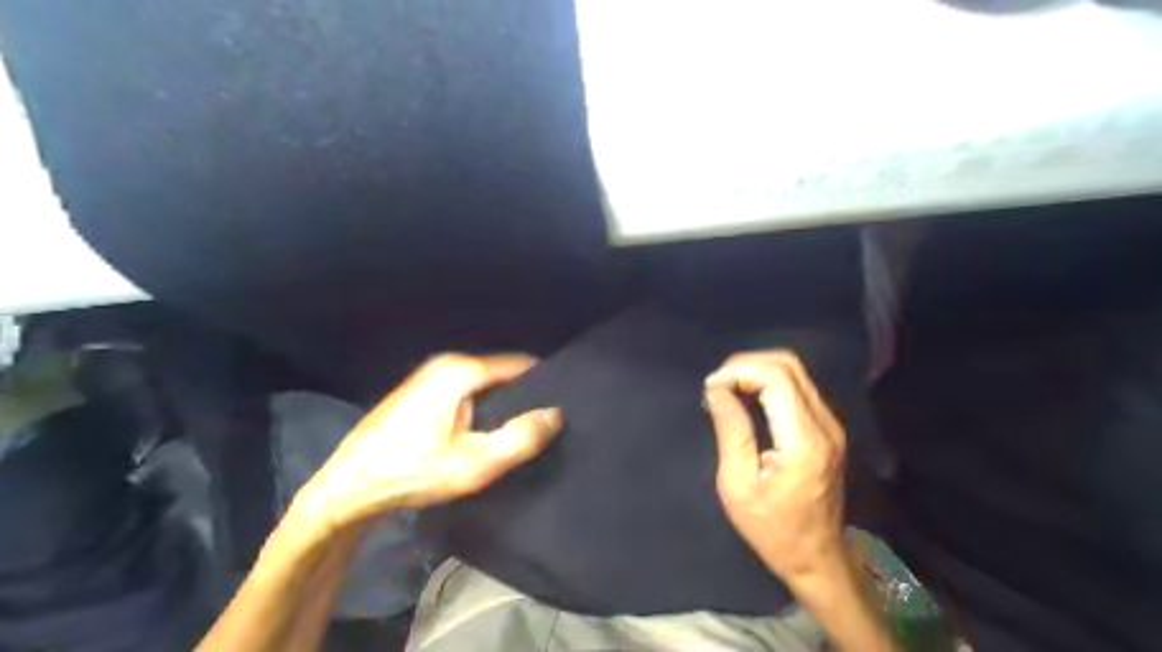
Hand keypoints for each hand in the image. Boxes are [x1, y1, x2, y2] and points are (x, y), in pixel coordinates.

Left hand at [292, 353, 561, 532]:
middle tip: (541, 424)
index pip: (520, 364)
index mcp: (461, 371)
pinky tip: (483, 431)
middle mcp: (446, 364)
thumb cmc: (413, 471)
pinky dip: (481, 406)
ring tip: (517, 429)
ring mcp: (430, 376)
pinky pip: (466, 391)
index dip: (544, 383)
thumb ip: (521, 438)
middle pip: (501, 373)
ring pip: (484, 384)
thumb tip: (556, 414)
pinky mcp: (421, 393)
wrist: (347, 488)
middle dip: (523, 395)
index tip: (561, 404)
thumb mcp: (476, 463)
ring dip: (502, 403)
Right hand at [704, 352, 851, 580]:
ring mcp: (831, 425)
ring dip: (756, 371)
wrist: (817, 558)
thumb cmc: (772, 529)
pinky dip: (767, 382)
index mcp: (803, 441)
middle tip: (716, 385)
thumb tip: (716, 389)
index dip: (738, 371)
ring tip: (727, 390)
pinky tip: (746, 397)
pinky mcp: (827, 428)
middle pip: (788, 365)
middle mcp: (825, 425)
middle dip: (746, 365)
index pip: (776, 377)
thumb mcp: (738, 485)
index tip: (710, 389)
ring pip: (794, 371)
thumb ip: (731, 431)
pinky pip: (797, 387)